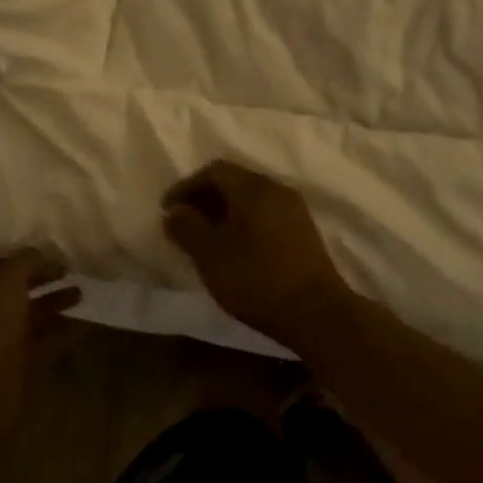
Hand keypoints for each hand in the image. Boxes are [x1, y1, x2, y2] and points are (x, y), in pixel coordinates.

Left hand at [0, 249, 80, 433]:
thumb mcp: (6, 281)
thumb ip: (23, 261)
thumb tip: (38, 252)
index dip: (11, 248)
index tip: (40, 241)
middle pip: (12, 284)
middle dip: (39, 274)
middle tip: (69, 265)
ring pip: (29, 312)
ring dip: (54, 301)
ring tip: (82, 292)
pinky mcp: (16, 362)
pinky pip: (42, 340)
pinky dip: (62, 332)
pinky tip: (85, 324)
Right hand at [160, 160, 348, 348]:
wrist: (315, 312)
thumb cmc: (256, 277)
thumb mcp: (209, 254)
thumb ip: (186, 227)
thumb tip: (174, 211)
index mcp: (252, 187)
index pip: (214, 171)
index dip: (186, 186)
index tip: (167, 210)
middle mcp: (276, 189)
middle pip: (234, 181)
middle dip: (205, 198)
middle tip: (184, 222)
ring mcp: (294, 210)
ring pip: (251, 200)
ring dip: (224, 212)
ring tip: (206, 238)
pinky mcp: (304, 232)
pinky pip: (266, 215)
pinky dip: (244, 223)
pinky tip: (235, 249)